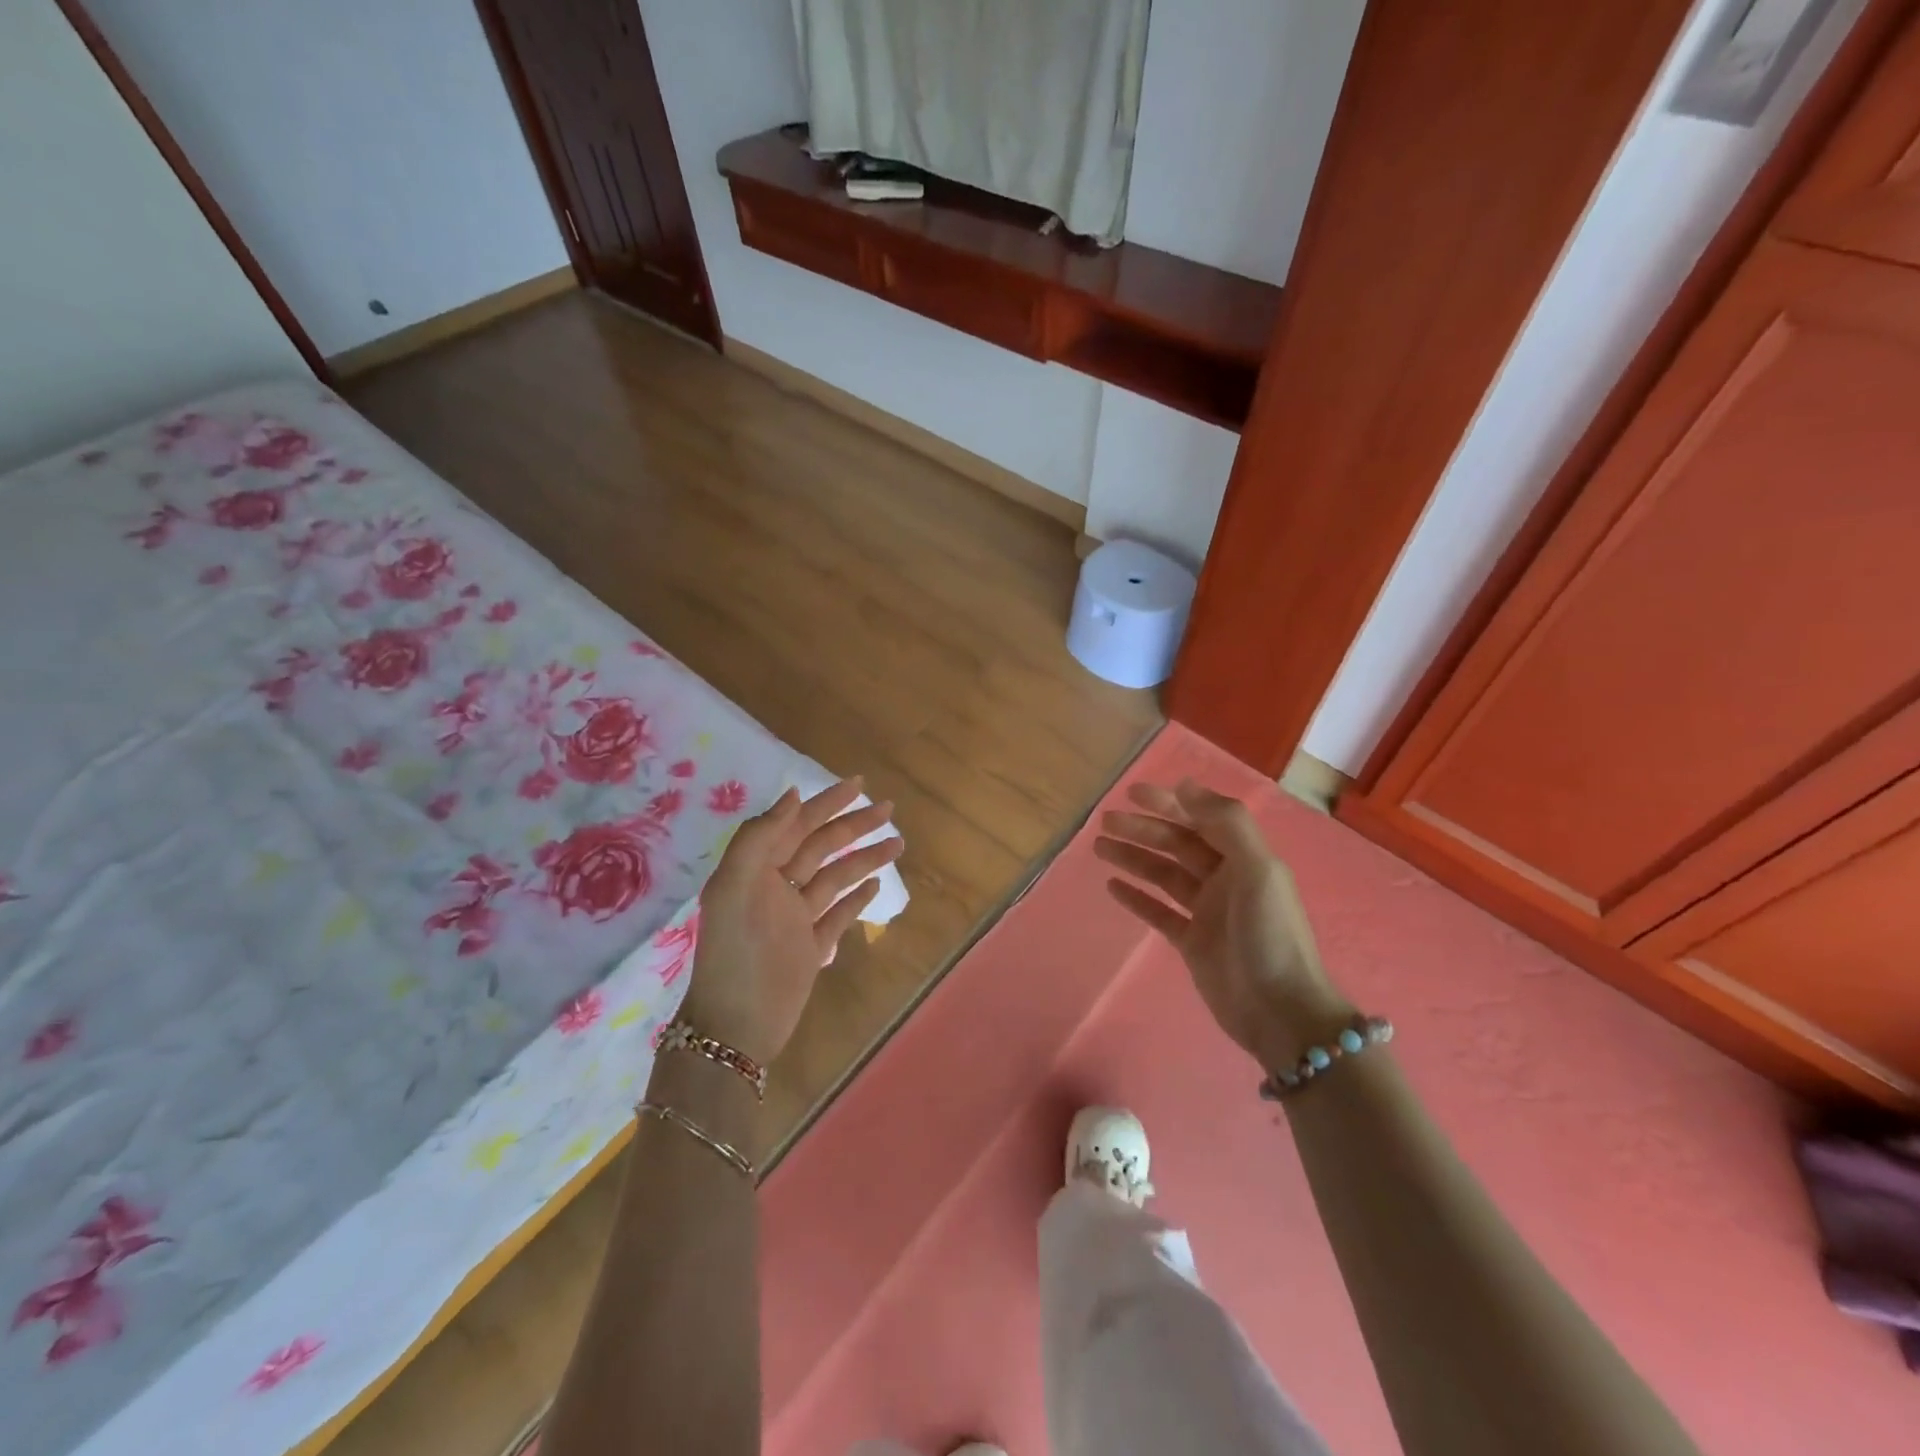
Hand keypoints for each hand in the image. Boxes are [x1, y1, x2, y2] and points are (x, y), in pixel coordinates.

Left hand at [678, 777, 900, 1066]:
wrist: (736, 1027)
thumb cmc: (736, 953)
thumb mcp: (736, 887)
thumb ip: (759, 837)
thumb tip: (793, 796)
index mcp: (757, 869)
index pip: (797, 825)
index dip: (827, 803)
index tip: (859, 785)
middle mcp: (777, 887)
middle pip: (821, 846)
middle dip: (854, 825)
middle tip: (889, 809)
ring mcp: (796, 918)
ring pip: (836, 877)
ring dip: (865, 858)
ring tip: (898, 842)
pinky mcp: (811, 948)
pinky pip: (838, 914)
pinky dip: (857, 897)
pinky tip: (876, 884)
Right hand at [1096, 778, 1352, 1071]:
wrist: (1280, 1012)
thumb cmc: (1270, 935)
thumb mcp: (1258, 870)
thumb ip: (1226, 824)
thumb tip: (1185, 785)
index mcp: (1245, 859)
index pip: (1201, 819)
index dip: (1169, 803)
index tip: (1133, 792)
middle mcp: (1226, 879)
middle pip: (1177, 845)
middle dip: (1143, 829)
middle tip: (1106, 821)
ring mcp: (1207, 912)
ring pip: (1164, 875)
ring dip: (1134, 858)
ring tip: (1099, 847)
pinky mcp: (1192, 943)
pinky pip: (1159, 912)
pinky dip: (1137, 897)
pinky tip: (1112, 886)